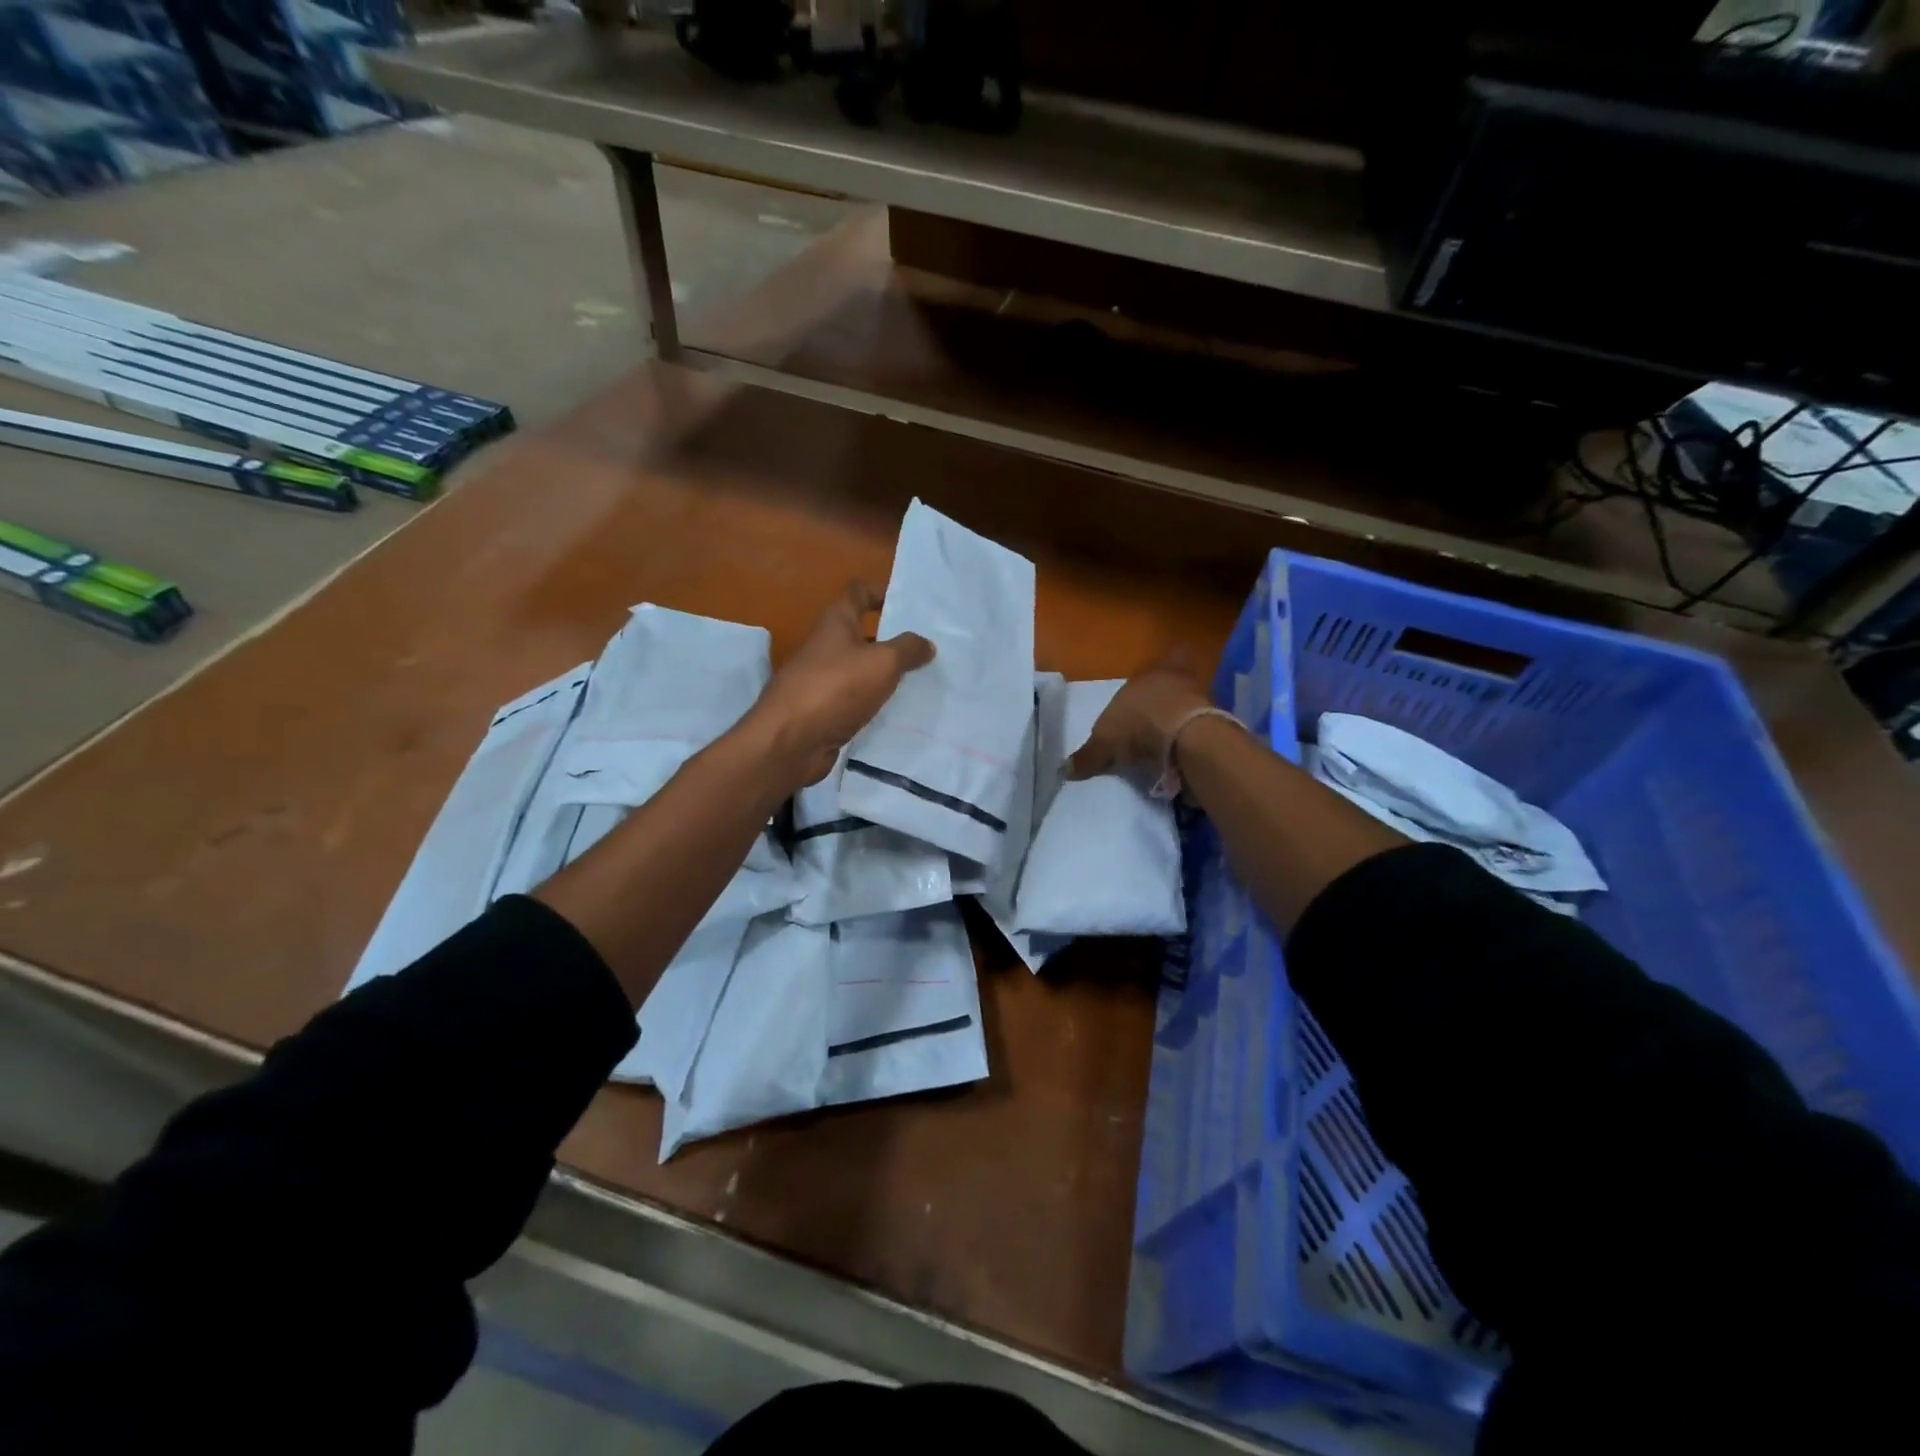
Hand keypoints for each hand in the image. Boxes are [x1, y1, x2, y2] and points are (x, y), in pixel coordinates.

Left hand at [743, 581, 935, 788]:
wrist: (791, 742)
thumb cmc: (836, 688)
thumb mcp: (882, 662)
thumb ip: (908, 649)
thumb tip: (926, 643)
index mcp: (835, 623)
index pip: (858, 593)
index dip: (881, 591)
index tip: (910, 603)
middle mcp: (827, 647)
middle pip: (863, 634)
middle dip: (893, 639)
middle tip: (930, 646)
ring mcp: (823, 681)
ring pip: (863, 671)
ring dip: (888, 675)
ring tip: (926, 680)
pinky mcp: (825, 712)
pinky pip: (858, 701)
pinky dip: (878, 703)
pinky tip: (903, 712)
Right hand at [1065, 651, 1212, 780]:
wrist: (1186, 738)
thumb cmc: (1137, 726)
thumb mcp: (1104, 744)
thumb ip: (1087, 756)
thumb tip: (1065, 770)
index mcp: (1147, 676)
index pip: (1158, 664)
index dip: (1162, 670)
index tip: (1156, 687)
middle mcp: (1176, 680)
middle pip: (1179, 680)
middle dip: (1171, 696)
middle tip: (1160, 716)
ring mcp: (1201, 699)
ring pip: (1193, 702)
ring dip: (1183, 718)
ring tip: (1170, 741)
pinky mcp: (1218, 722)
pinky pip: (1204, 728)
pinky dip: (1194, 740)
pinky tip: (1184, 755)